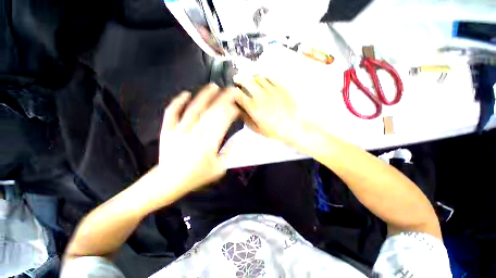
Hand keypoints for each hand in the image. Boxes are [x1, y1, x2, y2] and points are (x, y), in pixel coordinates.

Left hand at [158, 83, 239, 194]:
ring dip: (204, 96)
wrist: (168, 181)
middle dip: (223, 99)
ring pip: (193, 108)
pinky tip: (185, 93)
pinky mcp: (168, 129)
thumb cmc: (195, 176)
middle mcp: (195, 132)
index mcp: (209, 142)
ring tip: (213, 86)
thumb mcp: (219, 169)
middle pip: (211, 111)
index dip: (233, 111)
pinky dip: (178, 101)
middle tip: (231, 90)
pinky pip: (172, 112)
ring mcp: (179, 129)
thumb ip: (229, 155)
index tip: (238, 108)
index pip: (224, 121)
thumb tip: (236, 142)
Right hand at [233, 75, 321, 150]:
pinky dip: (264, 77)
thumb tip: (240, 110)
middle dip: (239, 78)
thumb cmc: (274, 130)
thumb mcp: (257, 129)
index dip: (233, 90)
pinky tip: (264, 80)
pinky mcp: (280, 88)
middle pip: (246, 80)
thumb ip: (246, 119)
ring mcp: (271, 90)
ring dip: (251, 78)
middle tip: (237, 79)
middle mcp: (260, 96)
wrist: (293, 127)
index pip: (238, 94)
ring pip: (258, 77)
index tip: (232, 90)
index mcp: (253, 107)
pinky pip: (270, 77)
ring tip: (251, 81)